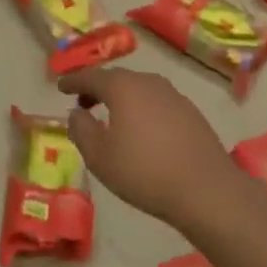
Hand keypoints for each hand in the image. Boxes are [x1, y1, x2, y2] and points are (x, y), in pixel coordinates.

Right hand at [56, 66, 239, 229]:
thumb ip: (81, 130)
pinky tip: (143, 132)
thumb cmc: (144, 172)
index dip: (73, 81)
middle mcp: (148, 82)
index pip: (91, 76)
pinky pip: (157, 103)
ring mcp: (173, 95)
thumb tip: (76, 113)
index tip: (60, 86)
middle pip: (117, 79)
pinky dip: (143, 110)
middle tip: (84, 103)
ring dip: (122, 99)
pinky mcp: (191, 113)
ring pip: (139, 90)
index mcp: (122, 87)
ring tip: (113, 119)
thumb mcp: (100, 157)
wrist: (206, 190)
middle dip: (98, 89)